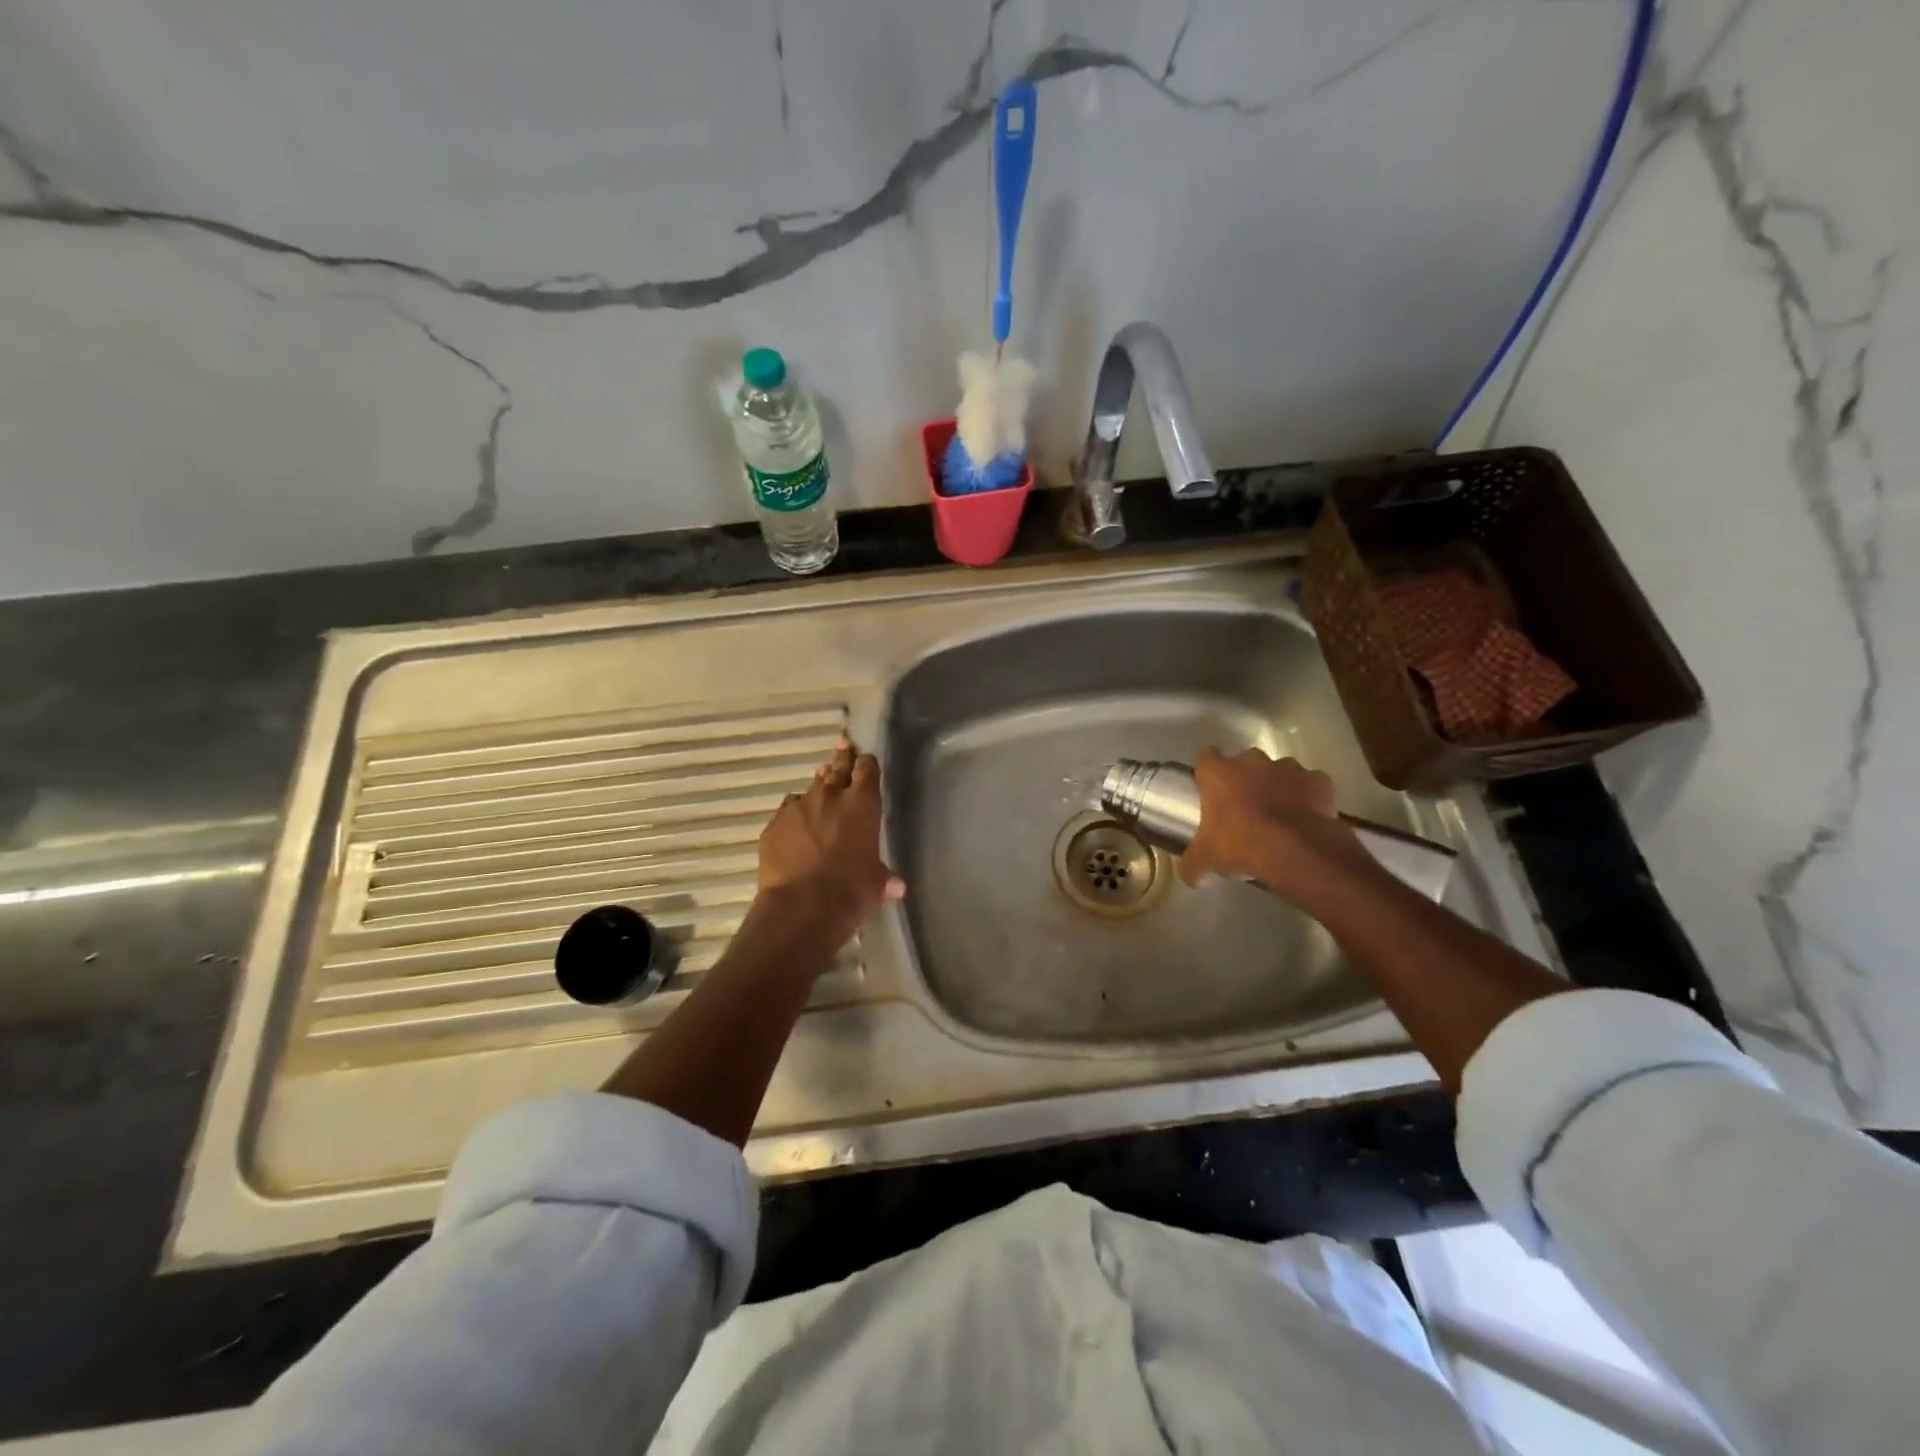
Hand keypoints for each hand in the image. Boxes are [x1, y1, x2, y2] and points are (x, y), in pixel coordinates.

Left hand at [755, 738, 904, 949]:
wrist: (802, 906)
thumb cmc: (851, 891)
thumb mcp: (875, 884)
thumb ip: (884, 878)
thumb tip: (897, 886)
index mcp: (862, 804)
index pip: (867, 770)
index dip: (867, 763)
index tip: (866, 757)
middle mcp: (830, 797)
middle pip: (837, 768)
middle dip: (842, 757)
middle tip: (843, 742)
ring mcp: (798, 808)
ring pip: (810, 789)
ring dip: (817, 788)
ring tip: (820, 786)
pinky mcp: (774, 825)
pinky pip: (787, 812)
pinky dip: (794, 817)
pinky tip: (795, 827)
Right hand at [1178, 748, 1372, 902]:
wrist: (1295, 852)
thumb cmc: (1240, 845)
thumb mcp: (1205, 860)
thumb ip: (1192, 864)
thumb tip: (1190, 875)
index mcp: (1218, 773)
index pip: (1206, 757)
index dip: (1208, 771)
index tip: (1210, 787)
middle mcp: (1252, 762)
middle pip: (1245, 761)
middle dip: (1246, 778)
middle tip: (1245, 805)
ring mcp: (1288, 768)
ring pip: (1280, 770)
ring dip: (1278, 785)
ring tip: (1279, 812)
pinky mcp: (1318, 781)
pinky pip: (1310, 784)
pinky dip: (1308, 796)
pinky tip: (1306, 817)